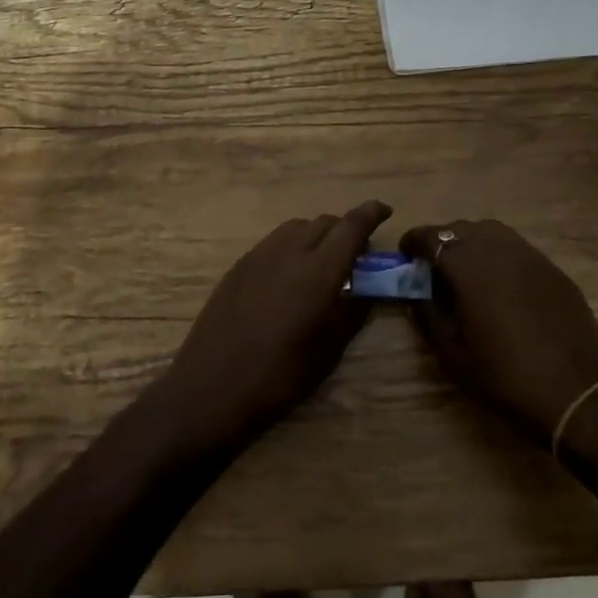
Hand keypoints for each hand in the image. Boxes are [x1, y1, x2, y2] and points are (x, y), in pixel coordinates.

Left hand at [156, 201, 391, 456]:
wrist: (212, 387)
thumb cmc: (281, 376)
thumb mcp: (330, 349)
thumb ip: (354, 310)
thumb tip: (368, 288)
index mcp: (319, 271)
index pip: (352, 226)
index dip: (372, 213)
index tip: (385, 211)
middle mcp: (290, 251)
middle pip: (325, 222)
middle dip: (345, 230)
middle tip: (355, 255)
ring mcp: (259, 255)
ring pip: (297, 227)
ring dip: (316, 235)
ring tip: (322, 263)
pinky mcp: (239, 265)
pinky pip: (274, 242)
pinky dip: (292, 246)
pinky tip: (290, 276)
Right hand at [401, 219, 597, 442]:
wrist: (577, 394)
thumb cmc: (505, 376)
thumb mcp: (452, 354)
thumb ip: (427, 315)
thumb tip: (416, 293)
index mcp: (467, 265)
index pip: (431, 236)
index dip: (414, 242)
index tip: (406, 257)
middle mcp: (497, 248)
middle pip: (461, 228)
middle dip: (442, 242)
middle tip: (435, 268)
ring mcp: (530, 255)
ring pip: (491, 232)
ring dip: (472, 243)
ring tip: (467, 272)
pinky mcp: (553, 269)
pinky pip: (517, 249)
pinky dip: (500, 256)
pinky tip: (502, 285)